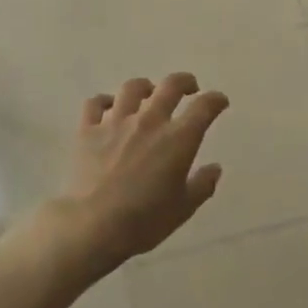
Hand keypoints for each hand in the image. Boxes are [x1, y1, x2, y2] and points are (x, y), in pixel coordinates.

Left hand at [56, 74, 227, 272]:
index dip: (216, 100)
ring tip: (149, 94)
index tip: (220, 102)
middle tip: (189, 88)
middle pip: (171, 86)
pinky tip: (109, 108)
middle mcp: (150, 121)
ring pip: (133, 88)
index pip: (204, 107)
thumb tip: (214, 169)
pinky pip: (95, 104)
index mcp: (178, 139)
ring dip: (146, 87)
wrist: (93, 226)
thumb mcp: (184, 208)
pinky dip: (104, 102)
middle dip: (185, 82)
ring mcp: (116, 123)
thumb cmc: (145, 220)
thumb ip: (203, 185)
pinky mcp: (88, 131)